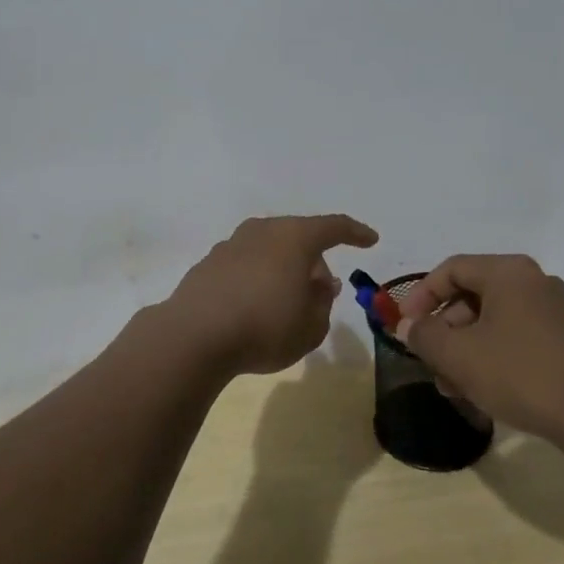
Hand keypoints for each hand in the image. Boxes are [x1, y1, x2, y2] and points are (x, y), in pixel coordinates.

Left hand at [163, 215, 379, 375]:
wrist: (193, 336)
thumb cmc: (264, 328)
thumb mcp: (311, 327)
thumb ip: (323, 303)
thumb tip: (320, 284)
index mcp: (294, 237)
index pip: (333, 227)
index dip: (355, 233)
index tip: (371, 240)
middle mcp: (262, 231)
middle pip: (298, 236)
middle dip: (315, 260)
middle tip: (322, 289)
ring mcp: (231, 244)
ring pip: (269, 249)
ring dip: (284, 268)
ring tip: (287, 300)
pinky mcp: (208, 264)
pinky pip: (245, 264)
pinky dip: (258, 277)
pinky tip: (255, 305)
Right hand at [394, 254, 563, 446]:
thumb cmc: (520, 374)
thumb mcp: (459, 355)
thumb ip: (424, 335)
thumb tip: (407, 326)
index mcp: (508, 272)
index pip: (451, 269)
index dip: (420, 296)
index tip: (404, 326)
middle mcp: (532, 281)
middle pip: (471, 294)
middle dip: (442, 328)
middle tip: (427, 359)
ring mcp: (552, 310)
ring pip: (491, 319)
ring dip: (463, 347)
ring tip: (449, 385)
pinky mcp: (563, 338)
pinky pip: (513, 335)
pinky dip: (489, 354)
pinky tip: (478, 389)